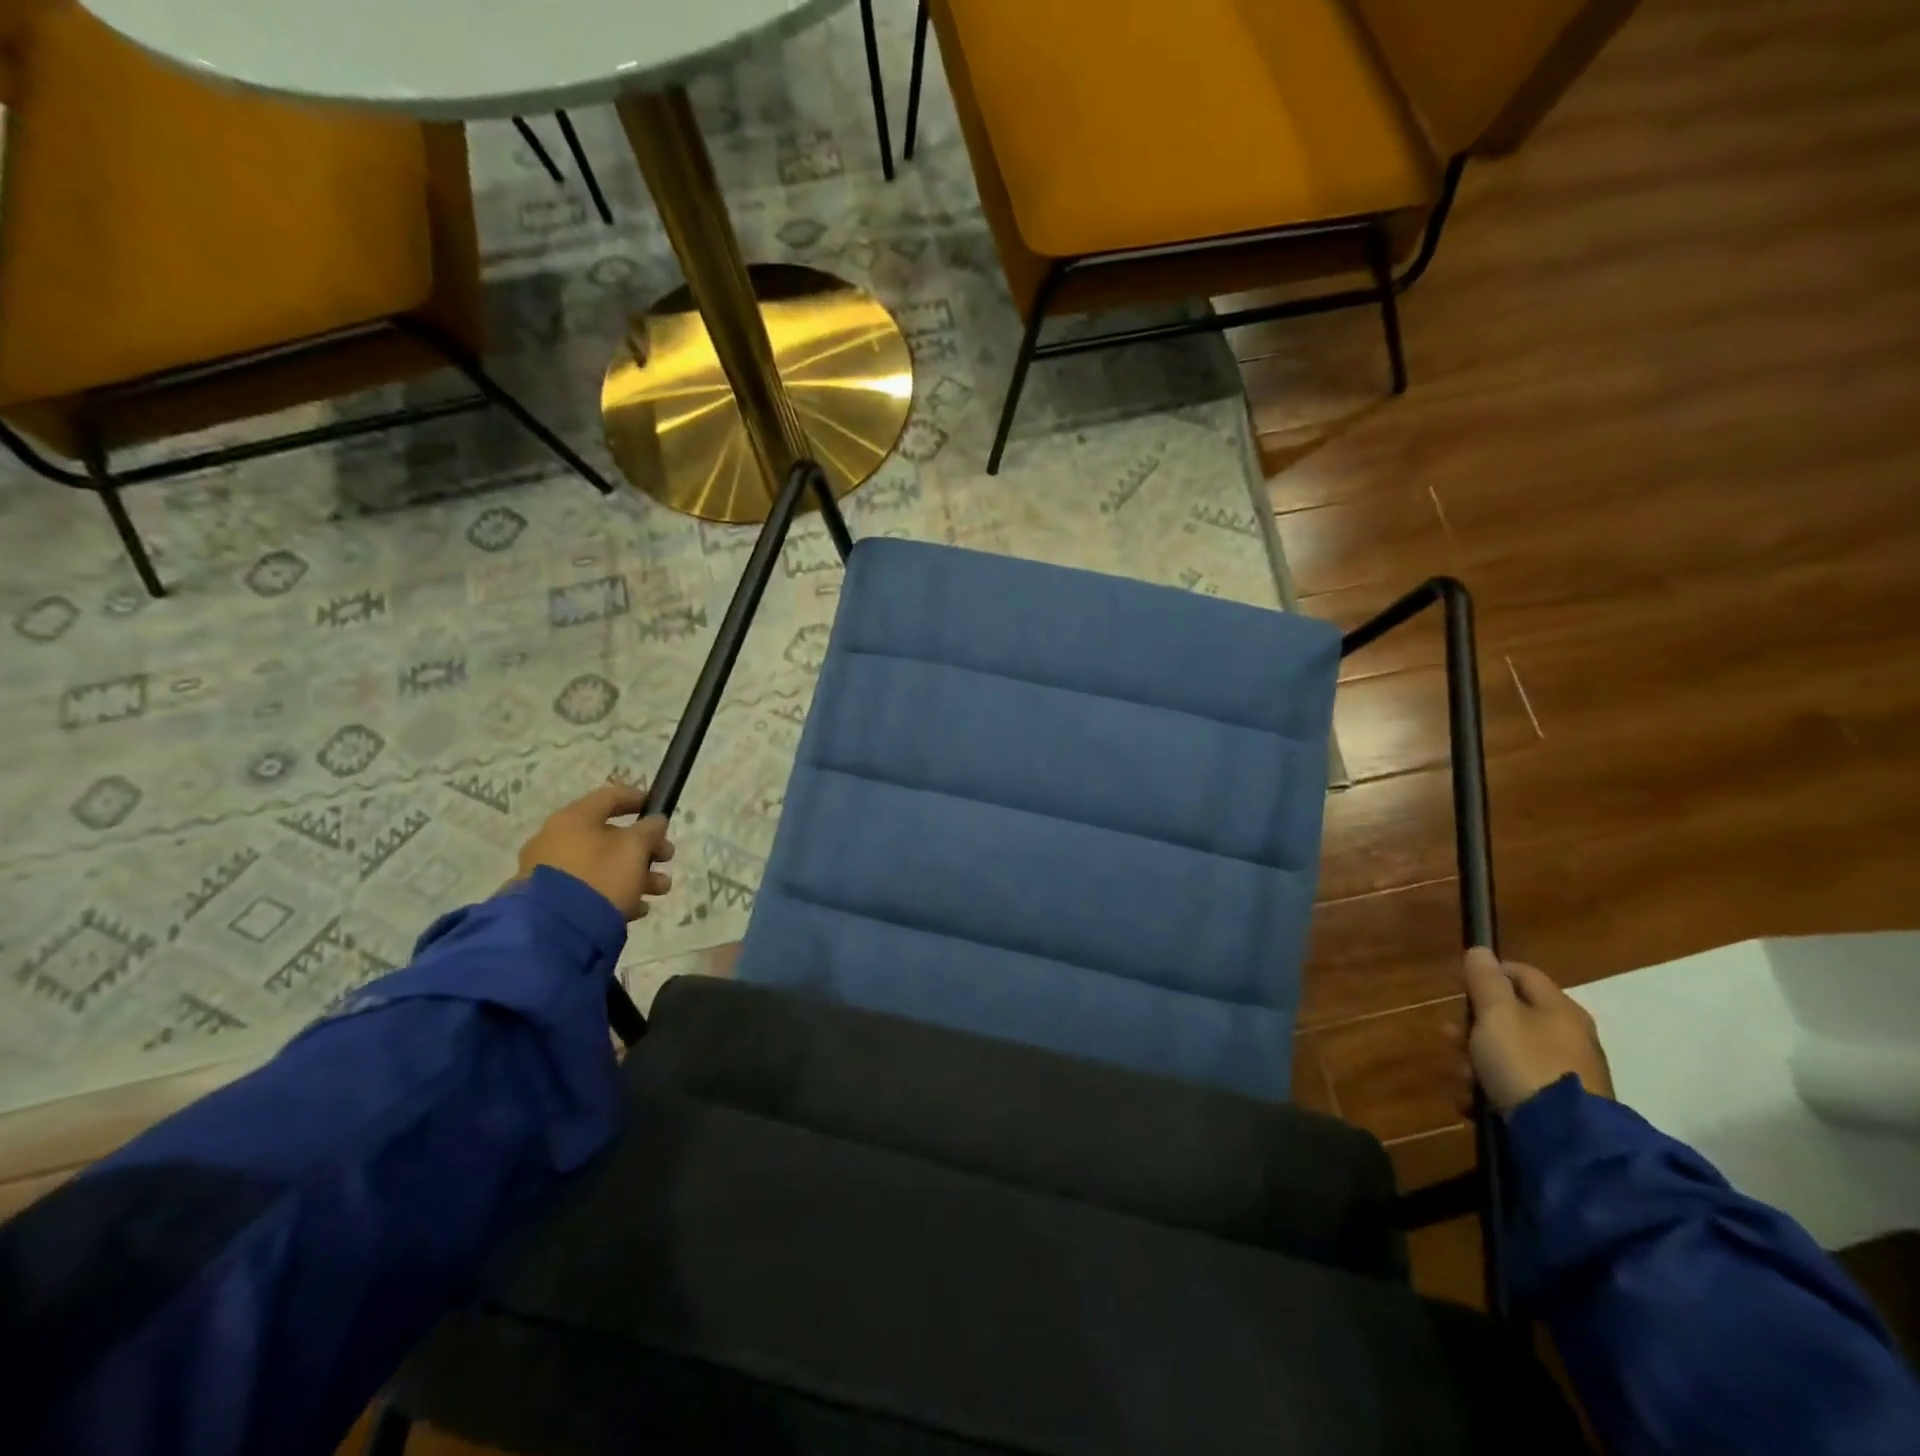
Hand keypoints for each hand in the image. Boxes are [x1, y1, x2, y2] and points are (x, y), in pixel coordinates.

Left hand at [514, 784, 674, 921]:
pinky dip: (614, 893)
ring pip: (602, 865)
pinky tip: (636, 909)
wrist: (554, 931)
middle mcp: (556, 839)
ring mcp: (549, 870)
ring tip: (659, 890)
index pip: (610, 796)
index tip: (660, 811)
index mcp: (574, 818)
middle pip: (609, 835)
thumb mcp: (635, 848)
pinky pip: (589, 888)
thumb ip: (649, 830)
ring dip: (636, 873)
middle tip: (667, 858)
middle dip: (645, 847)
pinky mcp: (548, 900)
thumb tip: (655, 821)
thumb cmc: (600, 877)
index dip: (639, 799)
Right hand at [1449, 947, 1613, 1116]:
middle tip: (1450, 1037)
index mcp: (1558, 1009)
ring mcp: (1563, 1074)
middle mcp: (1566, 1037)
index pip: (1520, 973)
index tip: (1458, 987)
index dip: (1487, 973)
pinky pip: (1512, 1086)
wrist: (1567, 1141)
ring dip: (1474, 1061)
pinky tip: (1471, 1101)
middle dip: (1471, 1026)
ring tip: (1461, 1079)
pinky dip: (1488, 1089)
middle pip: (1507, 1017)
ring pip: (1504, 1053)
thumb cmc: (1525, 1063)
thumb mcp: (1497, 1014)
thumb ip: (1485, 981)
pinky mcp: (1555, 1107)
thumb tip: (1481, 950)